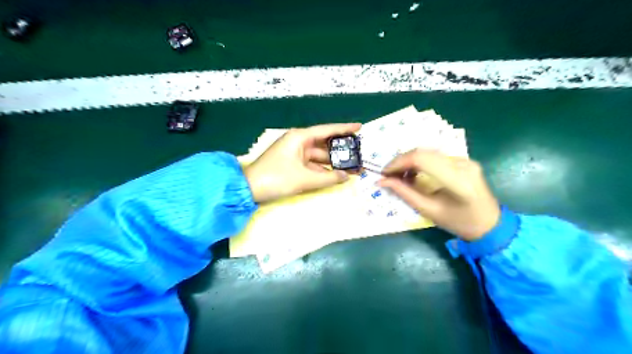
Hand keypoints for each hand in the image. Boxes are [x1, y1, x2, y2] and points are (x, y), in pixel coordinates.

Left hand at [242, 123, 360, 202]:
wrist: (249, 189)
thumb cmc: (276, 178)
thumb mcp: (304, 179)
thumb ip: (328, 178)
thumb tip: (346, 177)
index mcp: (300, 138)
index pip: (327, 130)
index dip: (344, 128)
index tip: (360, 127)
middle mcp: (299, 143)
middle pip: (325, 145)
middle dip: (341, 152)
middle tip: (360, 155)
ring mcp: (295, 154)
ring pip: (320, 157)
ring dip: (334, 164)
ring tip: (353, 168)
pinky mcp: (293, 165)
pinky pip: (313, 166)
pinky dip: (323, 171)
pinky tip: (337, 176)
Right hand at [377, 150, 501, 240]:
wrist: (491, 224)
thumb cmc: (459, 223)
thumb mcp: (429, 210)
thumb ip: (404, 193)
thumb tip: (382, 181)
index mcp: (457, 180)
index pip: (421, 159)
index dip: (398, 163)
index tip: (384, 174)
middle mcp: (463, 164)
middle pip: (423, 152)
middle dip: (401, 161)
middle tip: (388, 175)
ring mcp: (465, 159)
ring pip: (428, 152)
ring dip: (409, 161)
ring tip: (400, 176)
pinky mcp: (464, 159)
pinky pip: (435, 156)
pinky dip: (420, 162)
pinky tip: (414, 173)